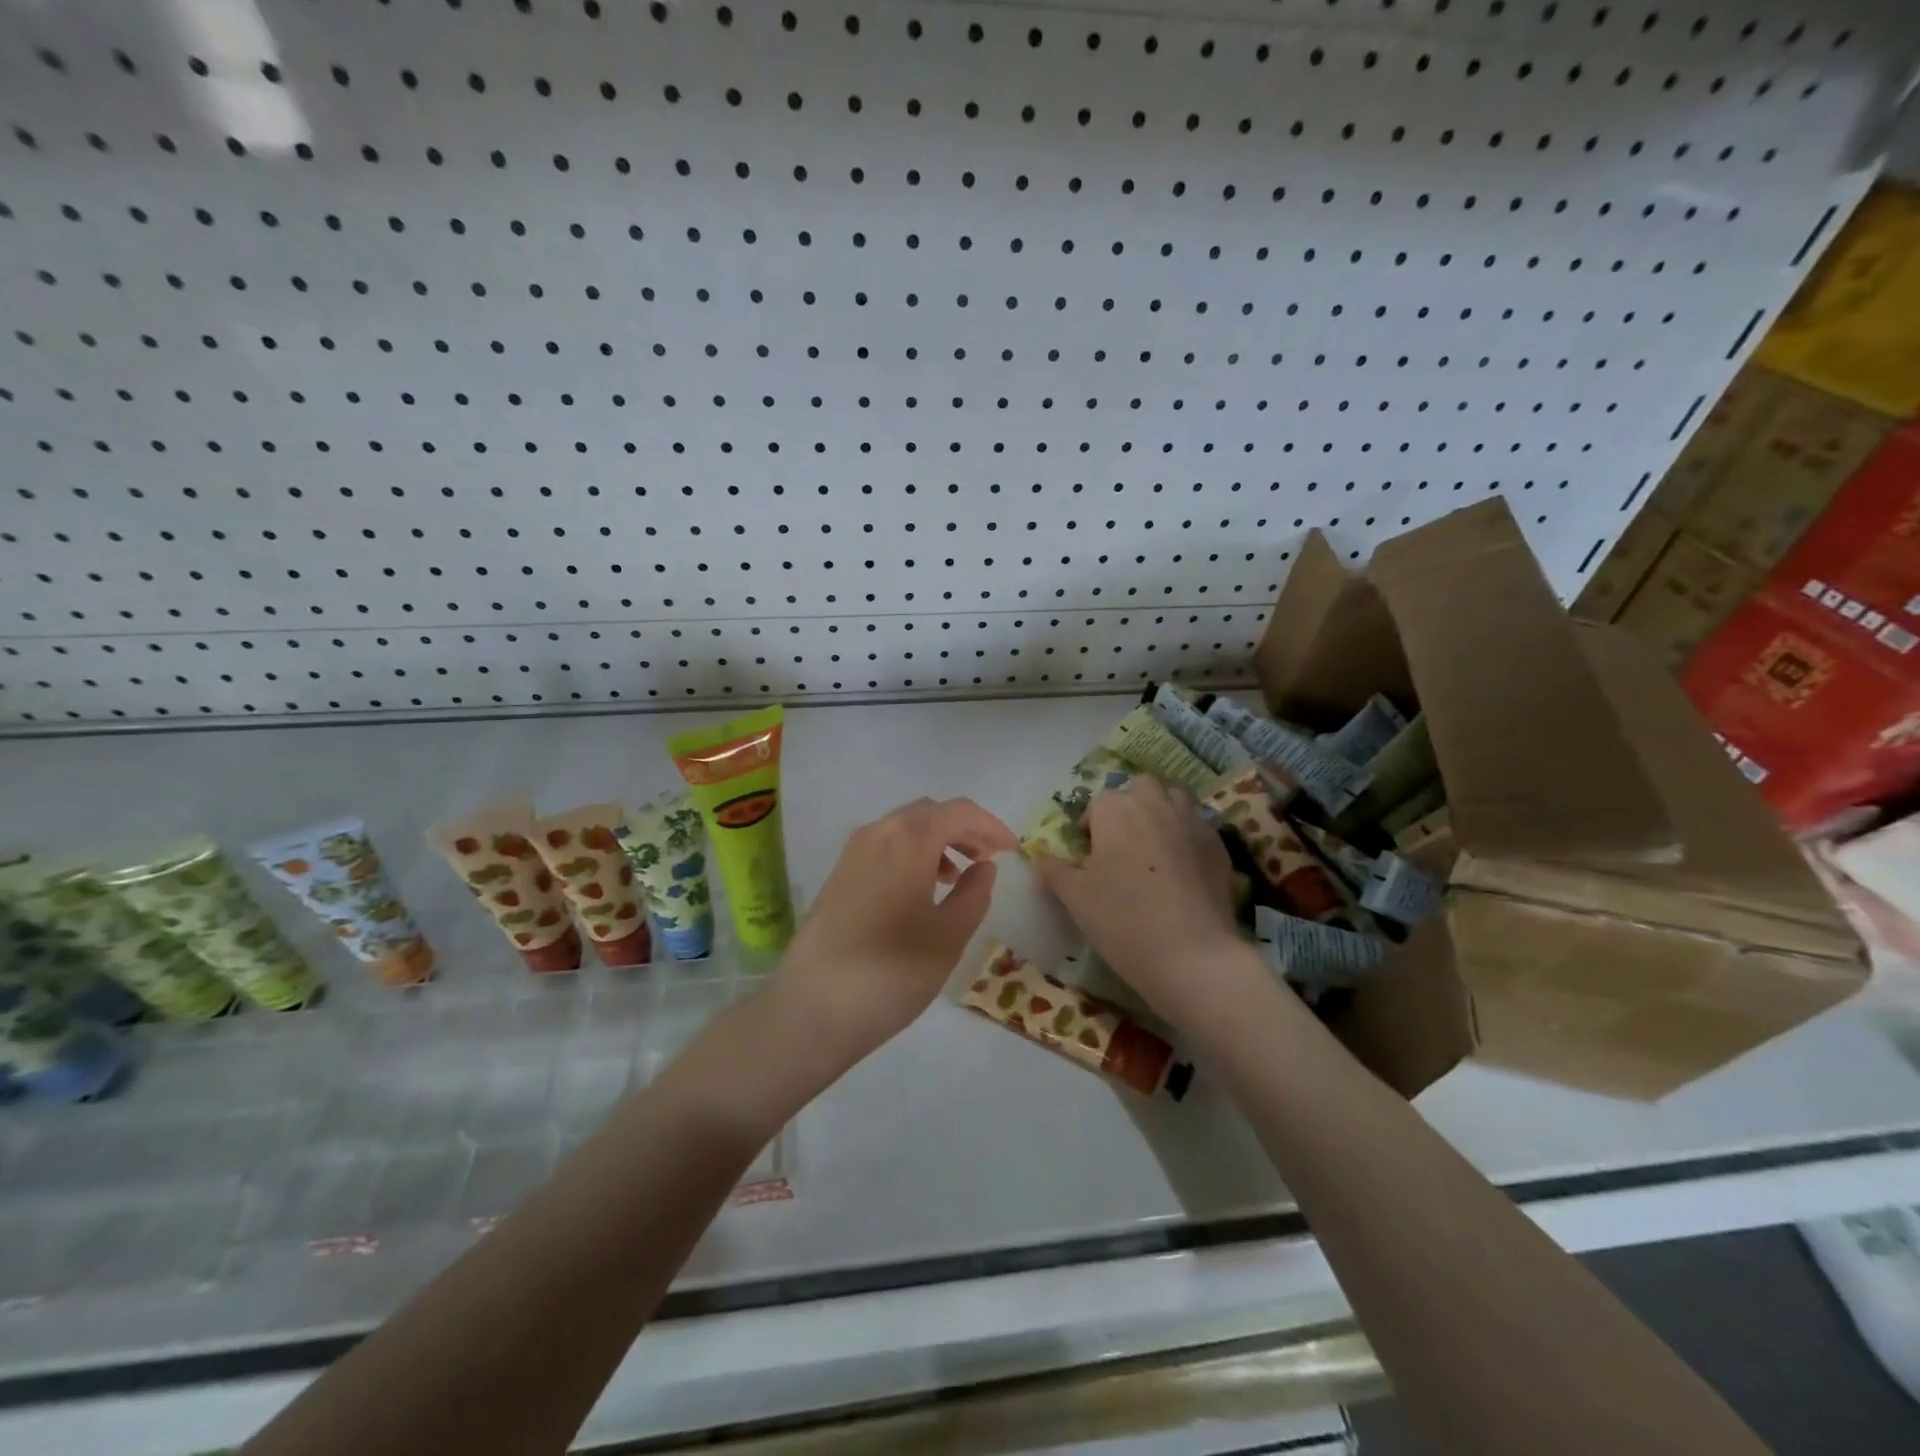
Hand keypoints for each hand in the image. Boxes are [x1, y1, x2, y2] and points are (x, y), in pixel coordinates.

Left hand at [775, 797, 1017, 1059]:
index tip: (1013, 850)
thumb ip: (975, 894)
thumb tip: (983, 867)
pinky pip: (885, 846)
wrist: (812, 1007)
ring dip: (938, 841)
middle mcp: (878, 832)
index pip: (959, 811)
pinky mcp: (839, 874)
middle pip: (930, 813)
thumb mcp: (949, 935)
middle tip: (989, 860)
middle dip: (964, 829)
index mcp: (909, 838)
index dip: (991, 826)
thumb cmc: (892, 971)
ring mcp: (853, 852)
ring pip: (905, 828)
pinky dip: (912, 854)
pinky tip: (922, 890)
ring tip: (958, 878)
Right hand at [1032, 778, 1258, 1030]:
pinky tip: (1183, 869)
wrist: (1192, 955)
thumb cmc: (1122, 920)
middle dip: (1129, 805)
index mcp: (1115, 811)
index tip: (1088, 856)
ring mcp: (1191, 823)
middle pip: (1139, 787)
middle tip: (1121, 843)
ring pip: (1174, 799)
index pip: (1098, 802)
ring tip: (1153, 849)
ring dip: (1161, 812)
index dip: (1091, 825)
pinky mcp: (1219, 846)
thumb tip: (1039, 859)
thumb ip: (1053, 872)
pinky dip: (1187, 837)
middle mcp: (1154, 805)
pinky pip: (1199, 827)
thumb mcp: (1074, 898)